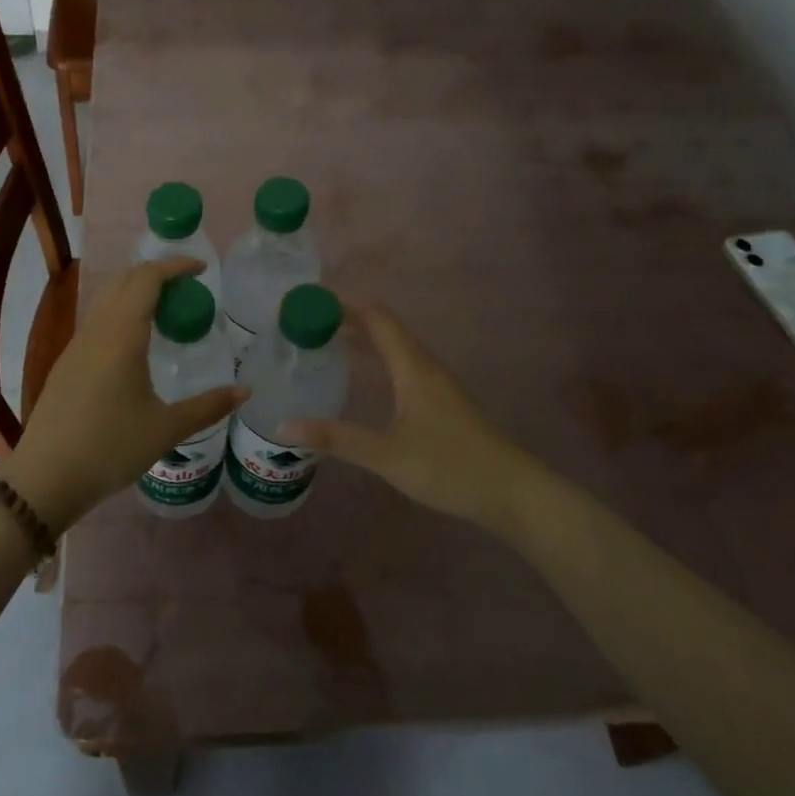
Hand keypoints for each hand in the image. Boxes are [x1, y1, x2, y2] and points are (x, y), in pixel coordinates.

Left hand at [0, 258, 245, 530]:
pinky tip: (136, 346)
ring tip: (166, 314)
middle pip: (124, 281)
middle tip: (188, 289)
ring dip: (136, 294)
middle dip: (156, 274)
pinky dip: (121, 315)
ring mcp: (76, 346)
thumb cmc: (111, 448)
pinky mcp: (65, 364)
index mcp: (122, 335)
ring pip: (106, 300)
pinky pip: (97, 322)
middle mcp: (96, 330)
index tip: (202, 269)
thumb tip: (245, 391)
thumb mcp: (166, 429)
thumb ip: (208, 406)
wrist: (45, 477)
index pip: (147, 278)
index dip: (175, 266)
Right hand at [285, 306, 538, 535]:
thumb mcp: (387, 455)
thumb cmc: (450, 466)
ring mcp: (435, 384)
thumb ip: (337, 439)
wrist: (510, 491)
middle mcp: (425, 366)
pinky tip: (361, 379)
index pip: (377, 318)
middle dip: (347, 320)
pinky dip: (375, 360)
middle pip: (384, 328)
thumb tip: (283, 426)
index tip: (308, 304)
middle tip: (306, 325)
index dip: (344, 304)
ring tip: (324, 344)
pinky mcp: (440, 401)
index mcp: (413, 367)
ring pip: (394, 347)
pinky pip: (401, 365)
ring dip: (362, 339)